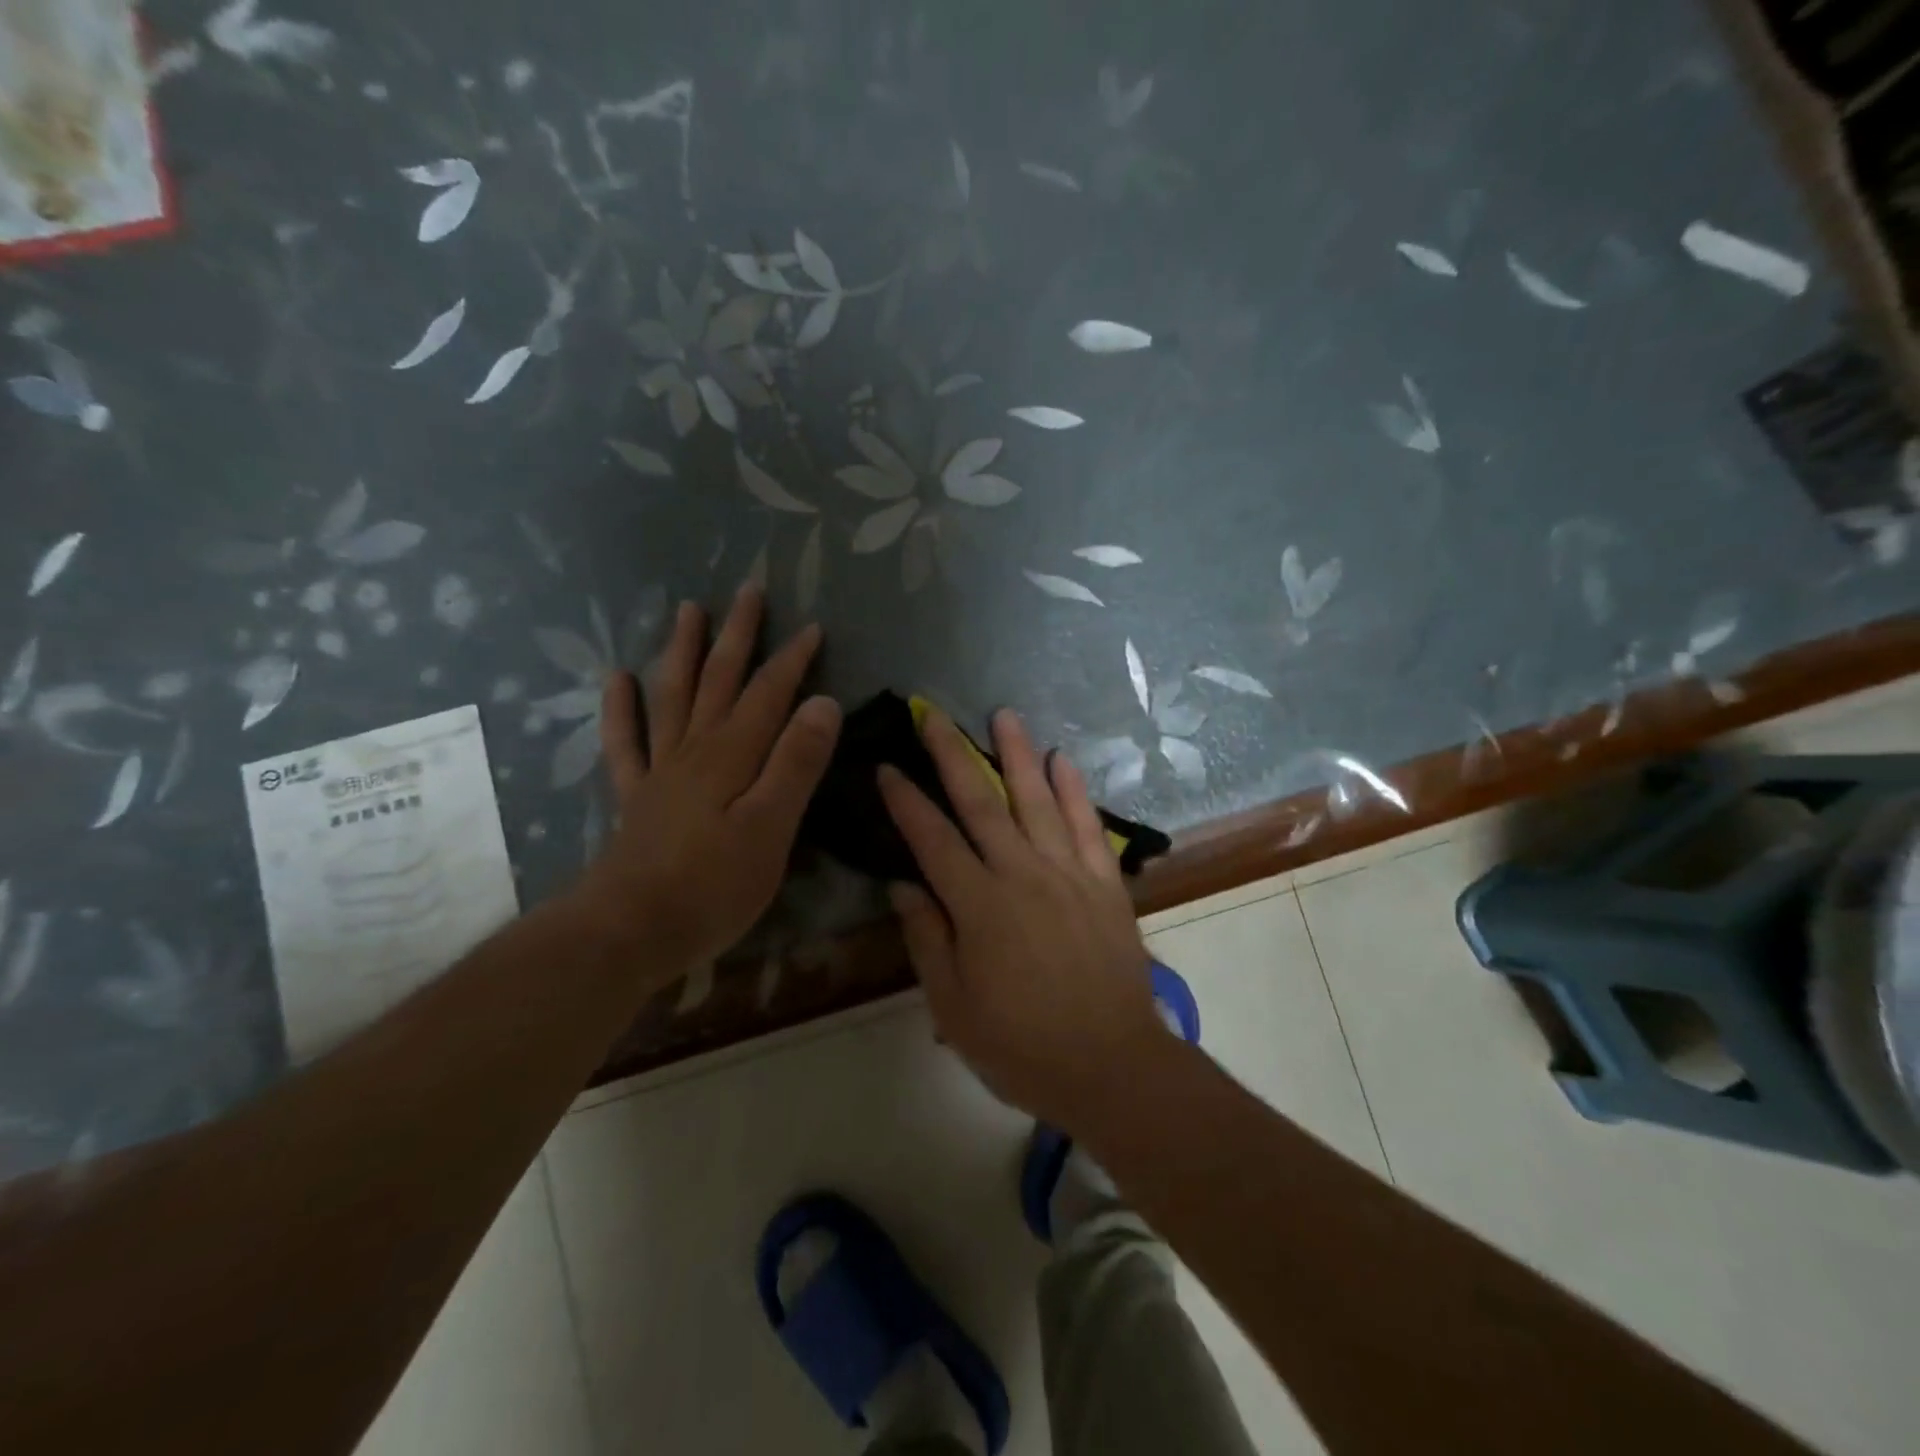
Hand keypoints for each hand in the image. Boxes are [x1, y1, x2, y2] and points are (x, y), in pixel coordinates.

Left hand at [574, 587, 841, 987]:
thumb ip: (796, 763)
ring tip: (689, 611)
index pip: (769, 694)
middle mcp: (696, 749)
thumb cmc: (714, 885)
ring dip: (683, 651)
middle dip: (738, 635)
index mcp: (733, 755)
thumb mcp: (772, 827)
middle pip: (719, 680)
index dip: (792, 660)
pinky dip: (621, 707)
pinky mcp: (637, 796)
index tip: (812, 627)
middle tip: (749, 591)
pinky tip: (618, 678)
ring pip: (673, 696)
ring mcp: (662, 770)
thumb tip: (822, 703)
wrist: (631, 929)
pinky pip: (626, 741)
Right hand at [878, 707, 1165, 1130]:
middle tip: (933, 715)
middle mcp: (1021, 875)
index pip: (932, 840)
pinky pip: (1088, 825)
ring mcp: (1068, 874)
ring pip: (1037, 800)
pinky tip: (1064, 759)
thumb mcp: (954, 1006)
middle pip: (981, 803)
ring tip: (1003, 715)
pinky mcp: (1105, 883)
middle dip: (952, 755)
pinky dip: (1076, 790)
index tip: (887, 767)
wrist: (1111, 1065)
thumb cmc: (1021, 1045)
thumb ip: (926, 940)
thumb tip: (901, 886)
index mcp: (978, 906)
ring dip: (1017, 754)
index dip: (906, 801)